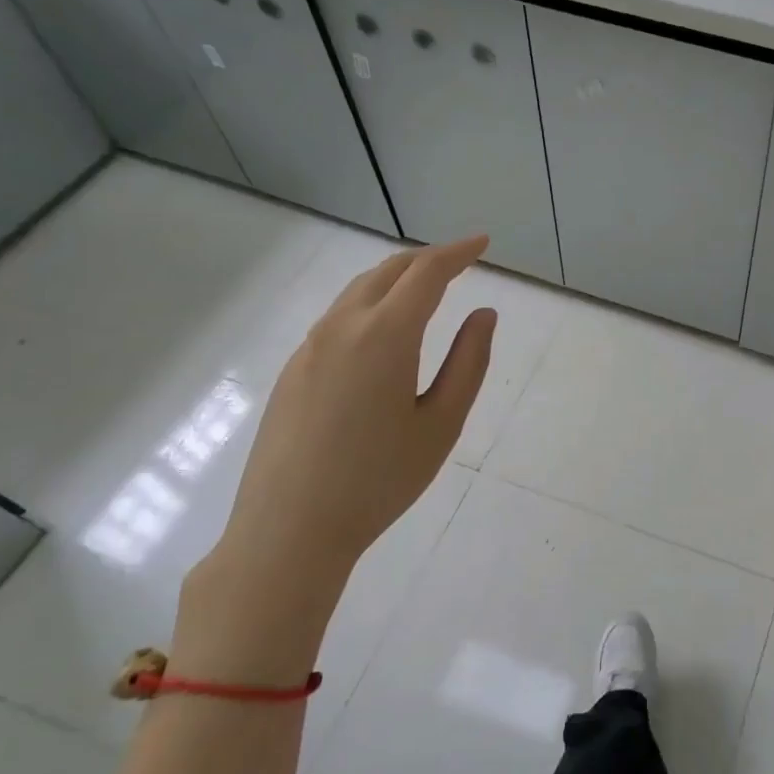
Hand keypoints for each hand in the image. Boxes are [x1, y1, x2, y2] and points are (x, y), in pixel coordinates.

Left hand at [174, 237, 495, 682]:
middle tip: (460, 261)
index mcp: (384, 336)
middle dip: (427, 259)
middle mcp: (342, 328)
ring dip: (396, 279)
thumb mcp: (441, 424)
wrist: (289, 530)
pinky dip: (371, 304)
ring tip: (426, 289)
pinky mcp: (293, 370)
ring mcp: (310, 347)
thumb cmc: (379, 481)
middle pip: (387, 271)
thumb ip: (469, 362)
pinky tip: (383, 332)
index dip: (457, 253)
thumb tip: (484, 314)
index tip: (483, 243)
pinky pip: (338, 318)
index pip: (426, 274)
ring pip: (358, 292)